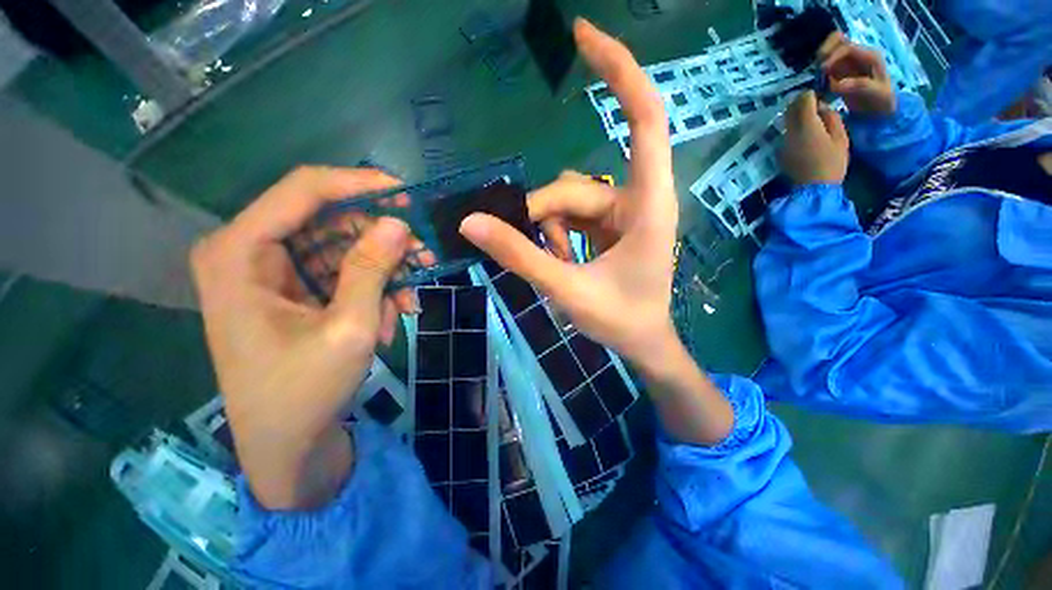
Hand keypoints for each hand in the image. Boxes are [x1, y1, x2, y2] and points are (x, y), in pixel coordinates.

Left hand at [191, 166, 415, 508]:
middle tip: (424, 256)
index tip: (407, 194)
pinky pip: (340, 271)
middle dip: (381, 238)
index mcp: (239, 253)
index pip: (305, 190)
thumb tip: (398, 222)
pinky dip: (371, 289)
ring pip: (341, 246)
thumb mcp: (348, 328)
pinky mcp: (290, 289)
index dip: (360, 184)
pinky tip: (388, 318)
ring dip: (382, 271)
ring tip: (407, 304)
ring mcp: (270, 271)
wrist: (286, 445)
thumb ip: (371, 269)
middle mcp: (247, 251)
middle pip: (328, 219)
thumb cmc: (305, 392)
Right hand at [459, 19, 677, 371]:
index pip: (644, 118)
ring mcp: (623, 213)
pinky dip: (556, 235)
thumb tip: (471, 223)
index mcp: (647, 205)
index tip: (582, 35)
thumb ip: (520, 256)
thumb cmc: (619, 320)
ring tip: (551, 264)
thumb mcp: (567, 289)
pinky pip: (573, 216)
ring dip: (548, 230)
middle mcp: (638, 199)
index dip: (618, 71)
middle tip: (518, 244)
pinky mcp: (611, 226)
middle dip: (541, 215)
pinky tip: (558, 259)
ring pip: (569, 201)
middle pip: (575, 186)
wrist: (643, 342)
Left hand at [781, 91, 849, 184]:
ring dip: (796, 116)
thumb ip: (831, 117)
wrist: (812, 189)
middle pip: (790, 109)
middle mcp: (789, 132)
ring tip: (811, 119)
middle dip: (801, 103)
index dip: (811, 94)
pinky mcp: (779, 152)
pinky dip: (793, 128)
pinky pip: (785, 133)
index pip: (803, 100)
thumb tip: (821, 107)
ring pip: (786, 121)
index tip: (819, 94)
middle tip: (814, 104)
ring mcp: (781, 143)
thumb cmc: (832, 163)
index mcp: (806, 125)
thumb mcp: (841, 137)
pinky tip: (804, 134)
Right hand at [818, 32, 895, 114]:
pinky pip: (826, 64)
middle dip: (824, 51)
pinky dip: (818, 70)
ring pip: (830, 50)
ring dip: (820, 60)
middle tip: (816, 68)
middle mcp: (858, 55)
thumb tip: (836, 84)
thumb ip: (859, 86)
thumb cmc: (881, 101)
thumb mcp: (876, 94)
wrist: (880, 110)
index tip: (822, 70)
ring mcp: (848, 62)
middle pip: (837, 40)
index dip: (833, 56)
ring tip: (815, 75)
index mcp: (869, 56)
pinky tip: (817, 81)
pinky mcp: (839, 71)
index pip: (847, 47)